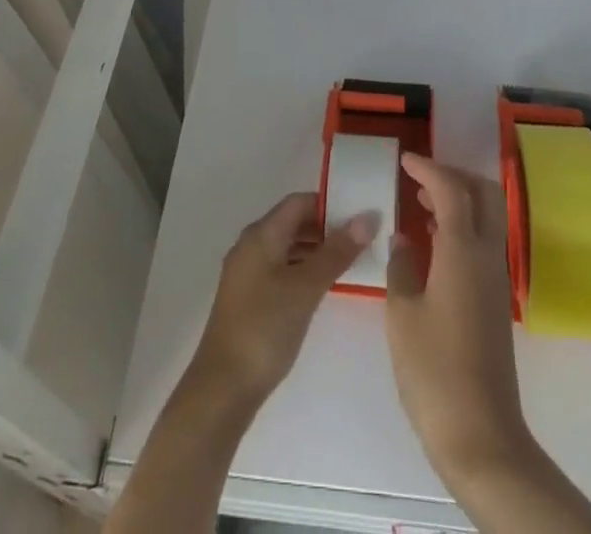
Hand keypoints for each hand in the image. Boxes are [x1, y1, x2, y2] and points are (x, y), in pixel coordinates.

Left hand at [191, 192, 375, 404]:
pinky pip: (281, 269)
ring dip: (316, 250)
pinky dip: (303, 270)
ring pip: (287, 247)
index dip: (329, 204)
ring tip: (350, 263)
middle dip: (326, 228)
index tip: (359, 215)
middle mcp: (251, 244)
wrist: (223, 388)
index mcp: (261, 234)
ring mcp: (248, 272)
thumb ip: (337, 252)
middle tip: (361, 241)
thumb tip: (367, 217)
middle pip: (293, 222)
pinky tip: (323, 287)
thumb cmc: (265, 328)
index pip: (299, 202)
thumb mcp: (306, 288)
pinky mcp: (249, 297)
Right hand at [386, 154, 530, 475]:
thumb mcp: (401, 313)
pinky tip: (433, 244)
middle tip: (420, 178)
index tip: (404, 160)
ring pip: (487, 217)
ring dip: (459, 201)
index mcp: (462, 250)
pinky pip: (483, 243)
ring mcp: (495, 280)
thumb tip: (403, 240)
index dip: (428, 168)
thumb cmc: (433, 370)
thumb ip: (401, 266)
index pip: (452, 188)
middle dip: (454, 176)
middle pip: (484, 193)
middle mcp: (486, 256)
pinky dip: (461, 227)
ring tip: (420, 204)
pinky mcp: (495, 302)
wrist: (480, 436)